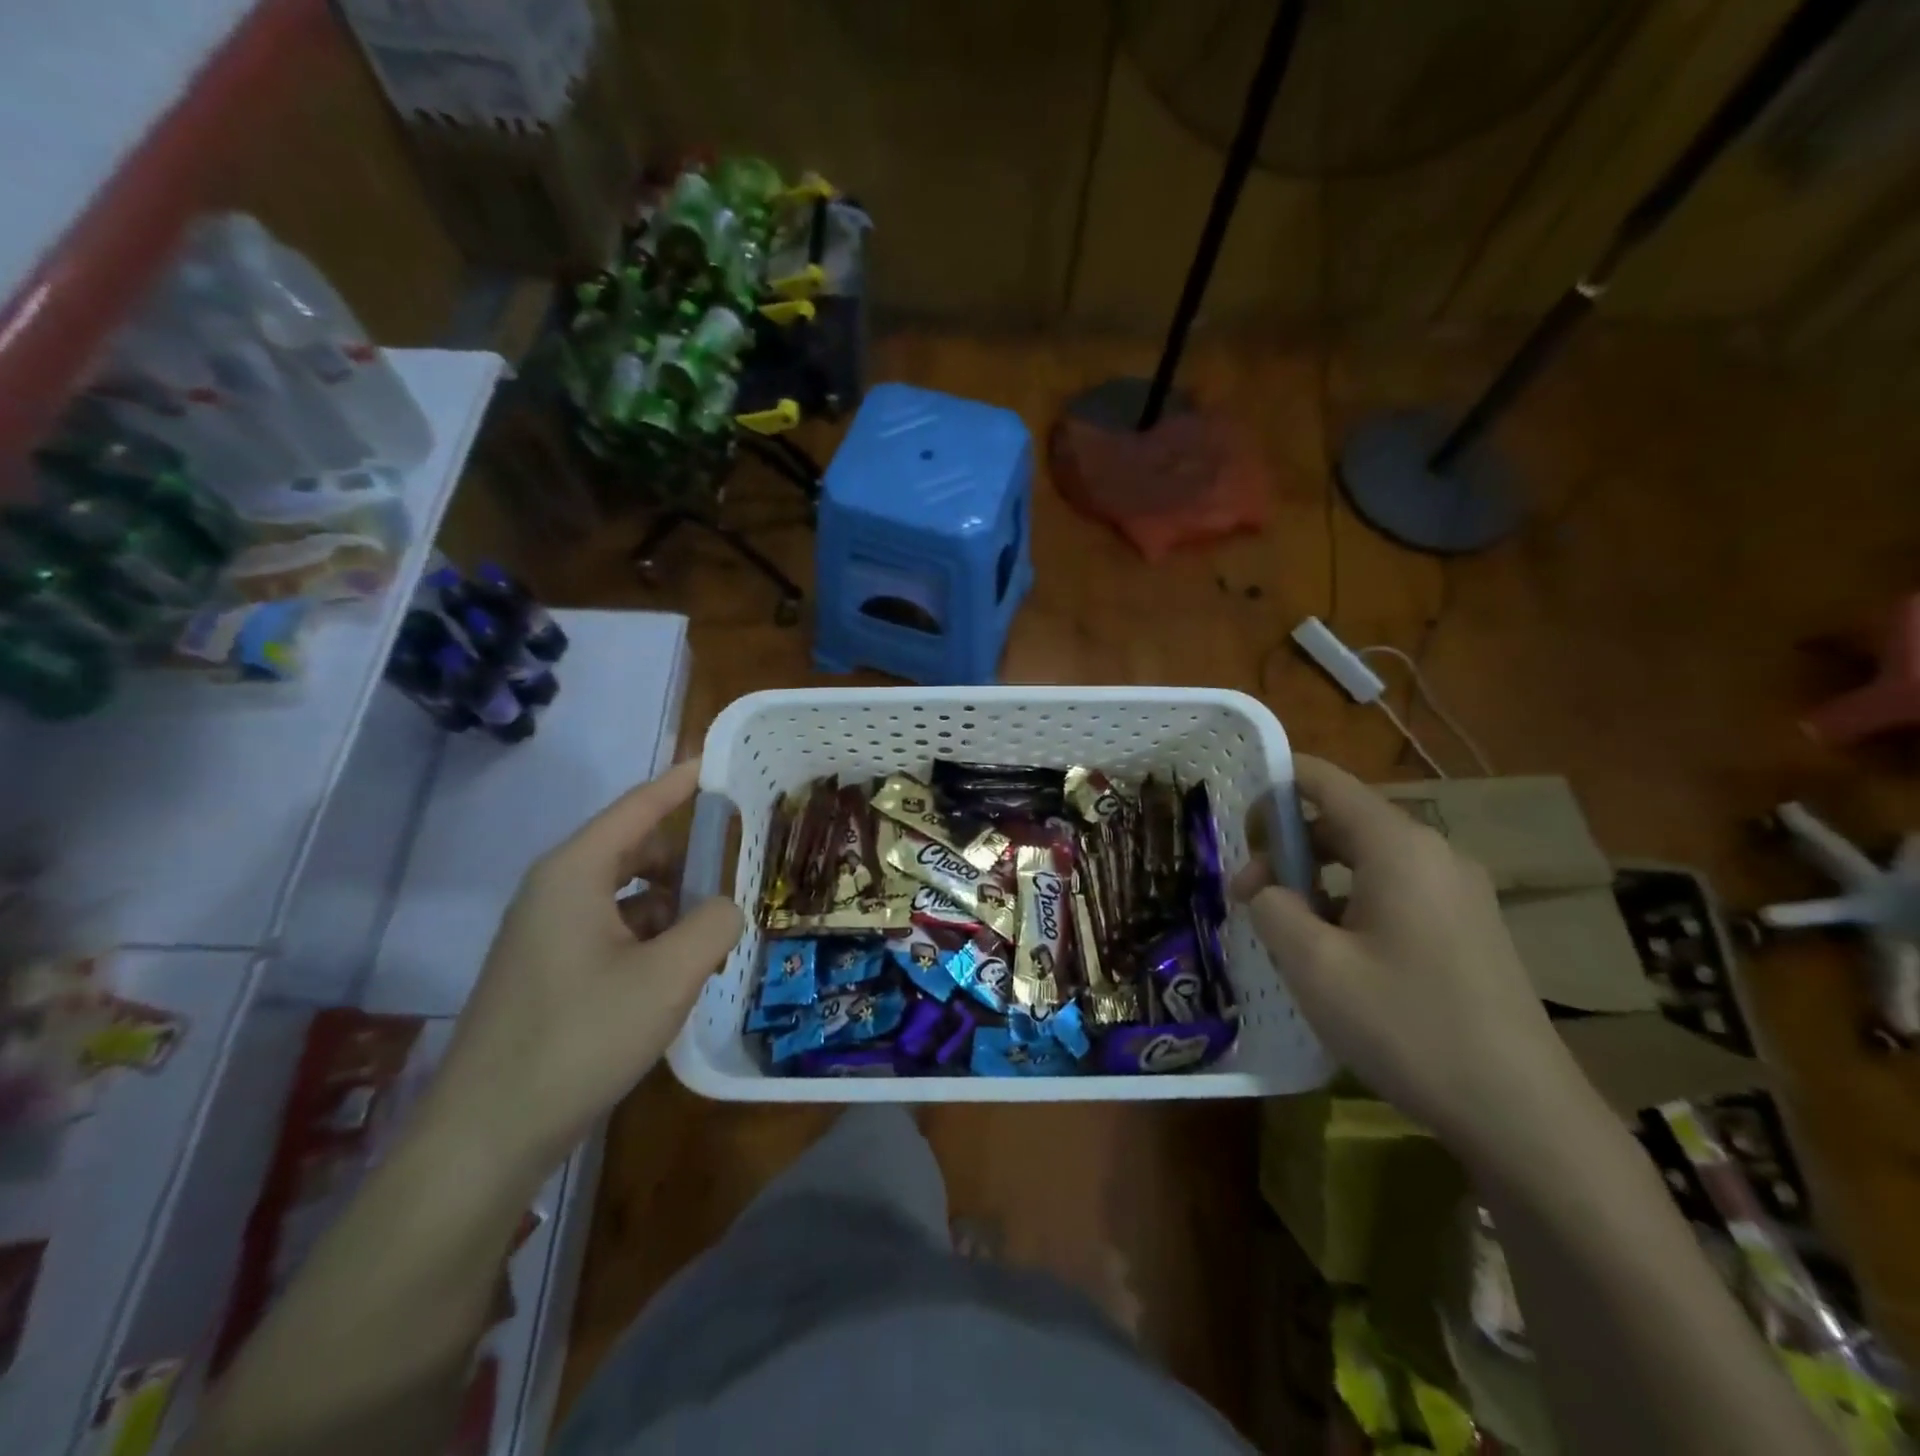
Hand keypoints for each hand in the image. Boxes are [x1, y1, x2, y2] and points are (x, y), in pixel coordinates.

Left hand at [421, 760, 743, 1188]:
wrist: (486, 1136)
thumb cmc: (579, 1038)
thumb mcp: (668, 977)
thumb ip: (714, 925)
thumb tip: (727, 907)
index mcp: (575, 873)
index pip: (638, 808)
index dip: (680, 783)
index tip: (718, 764)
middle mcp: (554, 891)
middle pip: (632, 848)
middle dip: (684, 853)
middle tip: (736, 861)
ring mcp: (545, 933)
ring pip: (624, 893)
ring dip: (670, 900)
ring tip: (716, 925)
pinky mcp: (547, 971)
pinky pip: (610, 928)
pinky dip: (649, 933)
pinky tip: (679, 966)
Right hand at [1244, 756, 1596, 1170]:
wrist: (1521, 1113)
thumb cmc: (1407, 1025)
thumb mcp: (1314, 966)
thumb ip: (1273, 909)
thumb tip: (1265, 890)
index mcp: (1398, 847)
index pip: (1326, 782)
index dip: (1275, 787)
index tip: (1237, 824)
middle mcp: (1433, 854)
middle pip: (1343, 821)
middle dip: (1287, 848)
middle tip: (1248, 896)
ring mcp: (1458, 892)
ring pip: (1367, 860)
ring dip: (1316, 879)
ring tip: (1285, 929)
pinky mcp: (1469, 928)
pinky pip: (1394, 890)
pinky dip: (1350, 901)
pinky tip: (1334, 953)